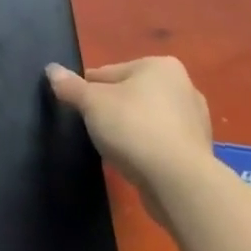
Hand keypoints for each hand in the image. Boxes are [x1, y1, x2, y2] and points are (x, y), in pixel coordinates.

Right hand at [46, 56, 212, 223]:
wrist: (180, 183)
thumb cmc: (134, 128)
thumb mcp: (92, 102)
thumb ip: (70, 86)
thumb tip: (51, 70)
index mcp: (160, 66)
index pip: (110, 73)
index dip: (89, 90)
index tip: (79, 108)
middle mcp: (184, 87)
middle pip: (131, 94)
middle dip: (113, 109)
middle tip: (95, 129)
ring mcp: (196, 122)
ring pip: (148, 120)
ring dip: (131, 130)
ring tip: (113, 149)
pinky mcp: (199, 153)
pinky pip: (162, 144)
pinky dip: (147, 149)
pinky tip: (134, 163)